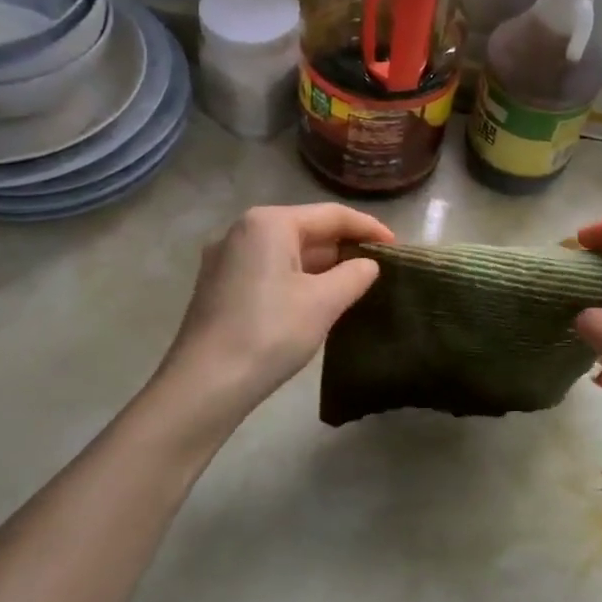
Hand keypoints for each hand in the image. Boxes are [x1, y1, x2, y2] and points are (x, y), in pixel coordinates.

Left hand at [162, 204, 392, 408]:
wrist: (204, 386)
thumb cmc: (269, 333)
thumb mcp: (323, 303)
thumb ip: (354, 275)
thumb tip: (368, 265)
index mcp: (268, 223)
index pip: (331, 215)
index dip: (368, 228)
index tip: (397, 246)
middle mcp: (242, 231)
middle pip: (306, 229)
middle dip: (344, 246)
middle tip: (379, 266)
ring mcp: (225, 259)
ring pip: (286, 251)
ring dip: (322, 264)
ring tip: (355, 282)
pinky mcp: (218, 286)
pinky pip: (268, 270)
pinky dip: (297, 277)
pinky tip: (316, 298)